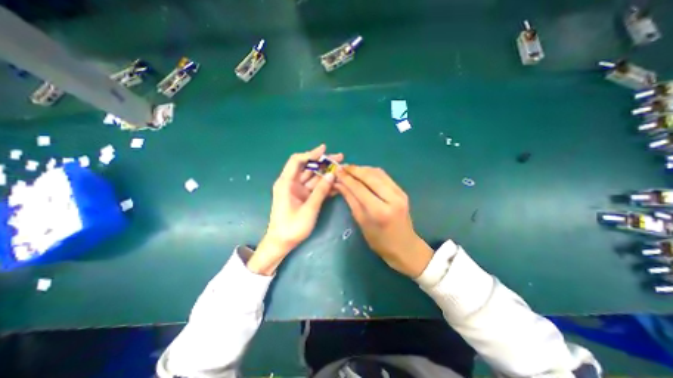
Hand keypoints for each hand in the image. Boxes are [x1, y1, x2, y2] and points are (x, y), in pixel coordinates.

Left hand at [246, 144, 341, 274]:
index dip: (310, 154)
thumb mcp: (309, 209)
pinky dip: (324, 185)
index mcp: (286, 183)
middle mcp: (291, 183)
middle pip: (307, 167)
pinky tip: (336, 184)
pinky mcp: (302, 197)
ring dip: (326, 173)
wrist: (281, 243)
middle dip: (323, 162)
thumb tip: (332, 175)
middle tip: (339, 158)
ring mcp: (297, 190)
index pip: (297, 161)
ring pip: (313, 177)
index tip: (324, 149)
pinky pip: (314, 187)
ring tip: (341, 170)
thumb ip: (321, 191)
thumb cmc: (292, 227)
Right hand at [335, 165, 431, 276]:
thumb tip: (339, 184)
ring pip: (378, 173)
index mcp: (379, 211)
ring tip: (350, 170)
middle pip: (370, 176)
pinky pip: (385, 176)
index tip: (336, 171)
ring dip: (363, 169)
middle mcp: (392, 198)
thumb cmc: (380, 241)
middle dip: (354, 170)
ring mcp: (399, 193)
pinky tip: (363, 173)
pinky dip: (372, 172)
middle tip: (342, 168)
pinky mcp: (402, 191)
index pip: (359, 188)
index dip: (346, 178)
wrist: (405, 247)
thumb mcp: (362, 222)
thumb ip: (351, 200)